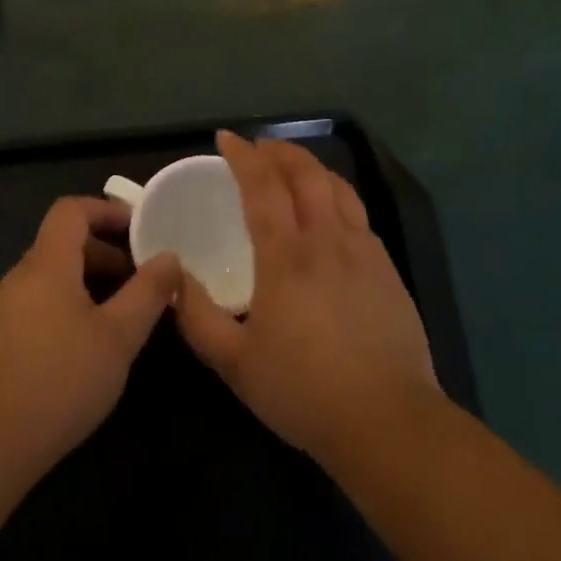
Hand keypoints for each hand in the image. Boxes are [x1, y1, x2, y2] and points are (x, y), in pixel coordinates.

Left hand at [0, 197, 181, 485]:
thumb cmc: (59, 381)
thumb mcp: (118, 337)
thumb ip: (147, 292)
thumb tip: (169, 256)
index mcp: (47, 264)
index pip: (71, 210)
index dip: (106, 210)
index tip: (139, 230)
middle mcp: (19, 277)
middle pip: (62, 243)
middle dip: (105, 252)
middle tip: (140, 281)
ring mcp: (0, 310)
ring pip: (50, 277)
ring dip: (87, 283)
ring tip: (118, 317)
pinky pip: (35, 304)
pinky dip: (65, 307)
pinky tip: (82, 349)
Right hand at [176, 131, 437, 465]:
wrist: (388, 422)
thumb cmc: (304, 392)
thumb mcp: (235, 364)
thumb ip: (197, 318)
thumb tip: (172, 280)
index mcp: (287, 257)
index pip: (263, 186)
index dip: (243, 155)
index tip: (226, 138)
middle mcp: (327, 240)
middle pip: (306, 173)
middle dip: (279, 151)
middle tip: (258, 148)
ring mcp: (364, 251)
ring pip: (338, 187)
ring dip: (311, 167)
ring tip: (292, 168)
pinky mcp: (387, 269)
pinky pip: (357, 213)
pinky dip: (336, 195)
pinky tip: (329, 213)